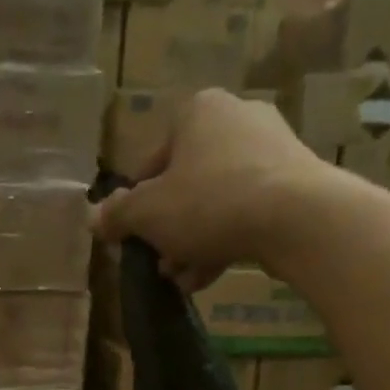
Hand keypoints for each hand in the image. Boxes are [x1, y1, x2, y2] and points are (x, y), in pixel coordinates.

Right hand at [91, 89, 333, 289]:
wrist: (296, 217)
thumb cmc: (209, 203)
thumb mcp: (147, 214)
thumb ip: (117, 215)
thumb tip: (93, 218)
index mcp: (197, 111)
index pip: (151, 161)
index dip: (136, 204)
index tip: (134, 237)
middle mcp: (236, 117)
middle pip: (184, 183)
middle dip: (167, 228)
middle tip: (159, 262)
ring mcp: (271, 147)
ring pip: (215, 201)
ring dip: (192, 242)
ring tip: (182, 278)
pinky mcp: (294, 180)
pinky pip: (245, 211)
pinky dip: (224, 241)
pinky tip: (207, 276)